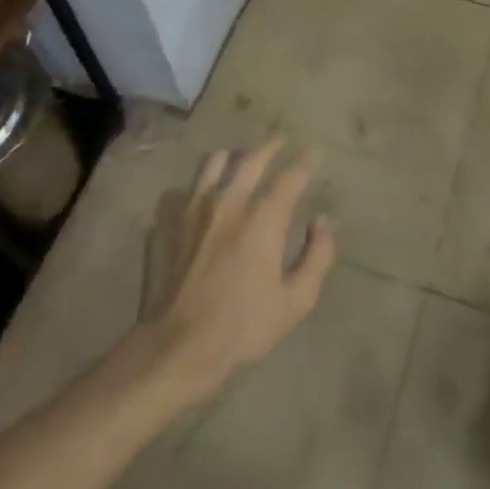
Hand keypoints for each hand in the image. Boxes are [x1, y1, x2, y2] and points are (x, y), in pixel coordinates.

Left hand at [137, 142, 335, 399]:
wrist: (176, 347)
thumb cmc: (242, 327)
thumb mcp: (296, 301)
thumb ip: (317, 256)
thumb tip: (322, 222)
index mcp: (262, 218)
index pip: (290, 176)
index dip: (305, 162)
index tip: (313, 154)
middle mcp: (228, 202)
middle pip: (251, 158)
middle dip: (271, 146)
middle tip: (280, 141)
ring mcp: (193, 209)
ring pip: (213, 163)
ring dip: (232, 157)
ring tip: (239, 159)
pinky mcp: (166, 223)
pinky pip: (183, 189)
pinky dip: (197, 187)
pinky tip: (201, 196)